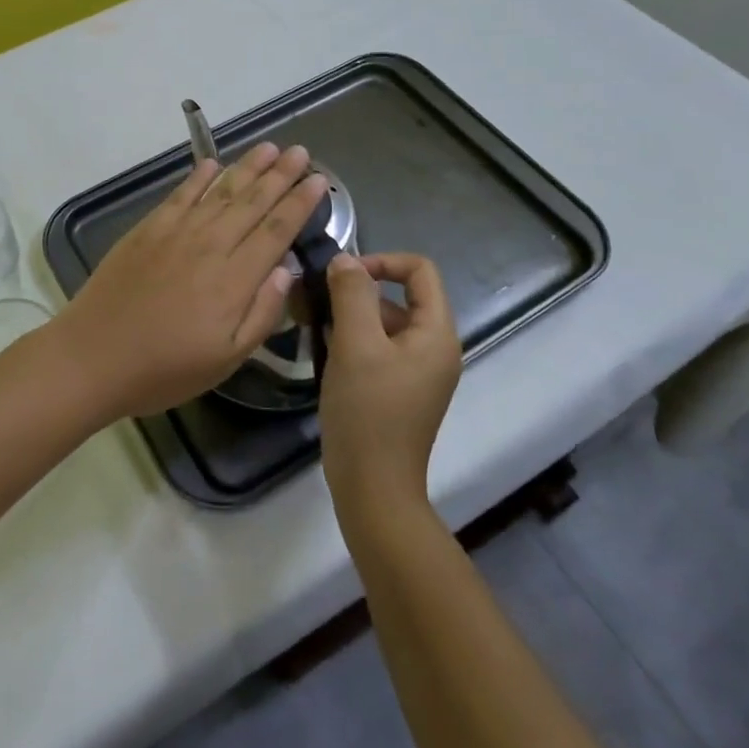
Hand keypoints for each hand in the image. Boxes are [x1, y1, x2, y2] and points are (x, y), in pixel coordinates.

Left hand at [47, 142, 327, 420]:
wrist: (94, 355)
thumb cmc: (165, 368)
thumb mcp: (226, 359)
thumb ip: (262, 313)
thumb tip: (287, 269)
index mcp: (234, 279)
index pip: (276, 231)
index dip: (299, 203)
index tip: (319, 180)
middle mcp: (210, 245)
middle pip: (252, 202)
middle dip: (280, 175)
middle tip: (301, 152)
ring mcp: (176, 232)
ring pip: (220, 191)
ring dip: (247, 168)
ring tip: (269, 147)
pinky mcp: (147, 229)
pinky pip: (180, 195)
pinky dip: (198, 177)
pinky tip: (212, 163)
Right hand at [319, 252, 462, 512]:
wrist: (372, 488)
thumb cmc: (368, 411)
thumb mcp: (355, 344)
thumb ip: (351, 294)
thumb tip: (345, 260)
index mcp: (436, 334)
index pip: (420, 270)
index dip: (382, 261)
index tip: (343, 276)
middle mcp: (433, 348)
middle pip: (399, 296)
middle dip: (357, 292)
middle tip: (315, 301)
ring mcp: (416, 371)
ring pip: (383, 323)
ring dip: (348, 316)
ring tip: (312, 326)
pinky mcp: (397, 389)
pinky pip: (376, 348)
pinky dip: (350, 341)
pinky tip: (322, 351)